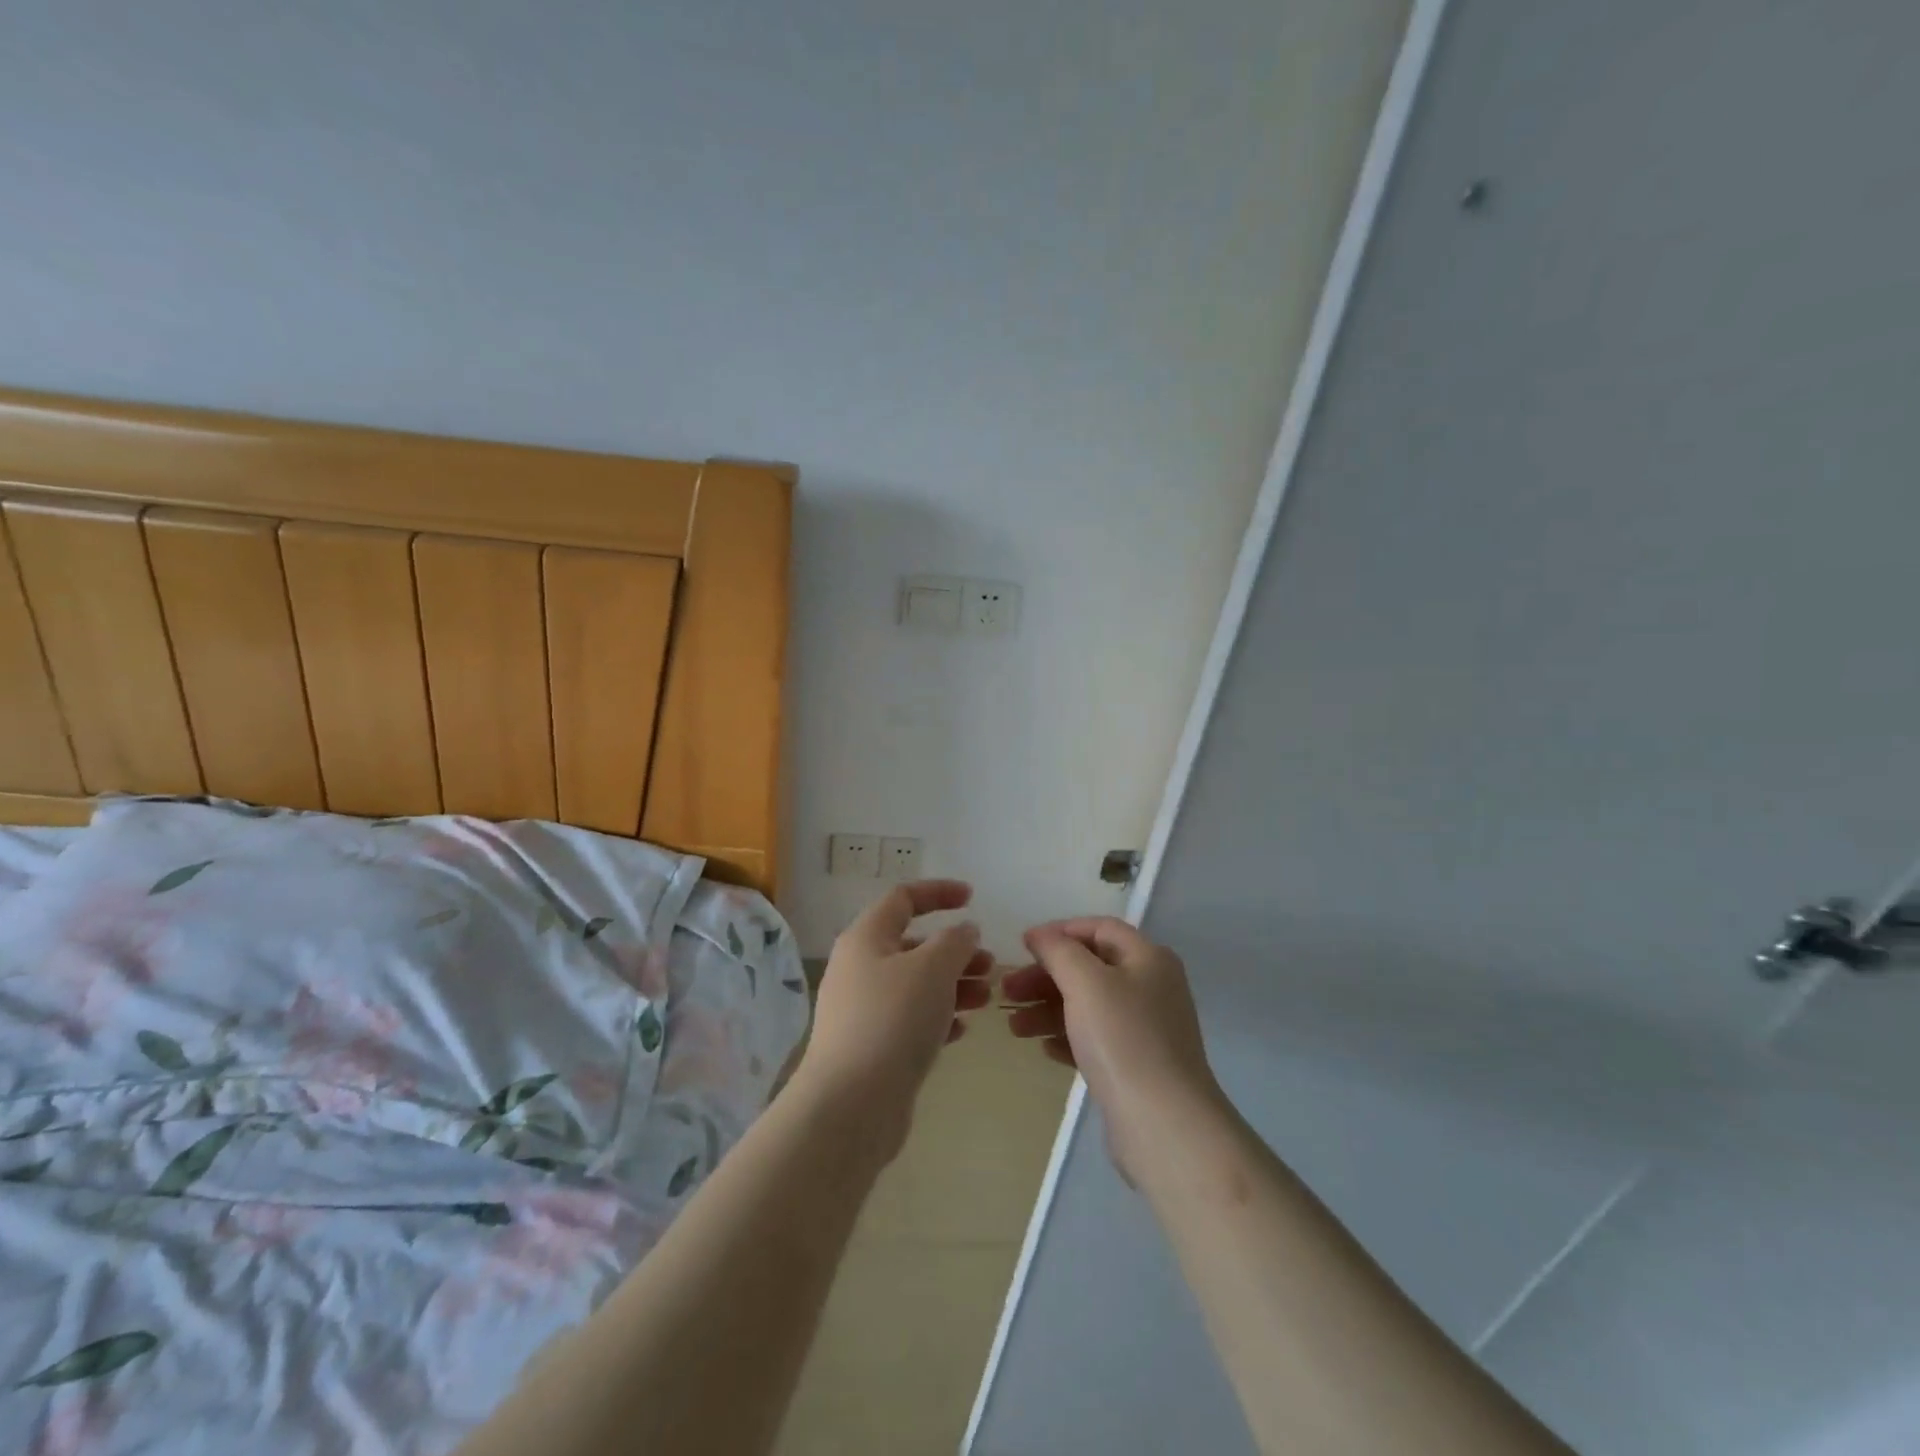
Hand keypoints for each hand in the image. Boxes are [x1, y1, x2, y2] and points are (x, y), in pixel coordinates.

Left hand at [796, 881, 992, 1152]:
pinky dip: (938, 1018)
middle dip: (955, 951)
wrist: (851, 1105)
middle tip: (990, 965)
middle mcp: (859, 968)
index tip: (972, 899)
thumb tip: (963, 931)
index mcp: (866, 938)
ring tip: (986, 998)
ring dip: (953, 985)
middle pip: (913, 945)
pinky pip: (910, 1020)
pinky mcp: (871, 1047)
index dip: (938, 892)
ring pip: (915, 985)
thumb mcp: (932, 969)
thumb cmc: (893, 1020)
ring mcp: (862, 1010)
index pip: (903, 898)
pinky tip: (961, 1030)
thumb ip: (955, 942)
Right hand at [1004, 918, 1222, 1180]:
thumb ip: (1059, 951)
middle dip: (1046, 976)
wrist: (1164, 1125)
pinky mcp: (1136, 1065)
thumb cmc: (1123, 1040)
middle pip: (1090, 968)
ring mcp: (1146, 1029)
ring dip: (1048, 1009)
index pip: (1099, 928)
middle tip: (1007, 991)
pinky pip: (1095, 1039)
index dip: (1060, 931)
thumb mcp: (1086, 983)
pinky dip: (1067, 1037)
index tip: (1023, 947)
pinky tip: (1044, 1048)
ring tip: (1014, 1027)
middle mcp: (1151, 987)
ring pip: (1088, 1006)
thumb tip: (1040, 934)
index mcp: (1148, 958)